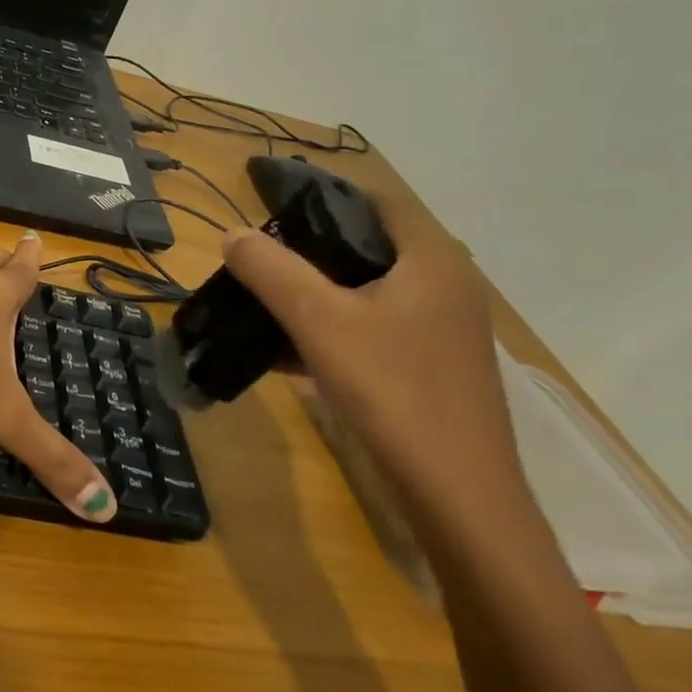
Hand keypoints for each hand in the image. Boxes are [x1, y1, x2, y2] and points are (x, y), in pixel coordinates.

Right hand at [218, 183, 524, 510]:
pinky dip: (336, 331)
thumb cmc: (392, 389)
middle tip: (262, 262)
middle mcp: (447, 285)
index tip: (275, 211)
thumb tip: (233, 233)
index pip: (378, 201)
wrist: (458, 494)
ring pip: (370, 292)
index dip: (326, 197)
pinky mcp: (435, 366)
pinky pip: (376, 330)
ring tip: (267, 306)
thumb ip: (271, 270)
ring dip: (320, 295)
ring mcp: (445, 329)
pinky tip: (290, 356)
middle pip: (370, 247)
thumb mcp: (318, 321)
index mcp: (432, 259)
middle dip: (312, 251)